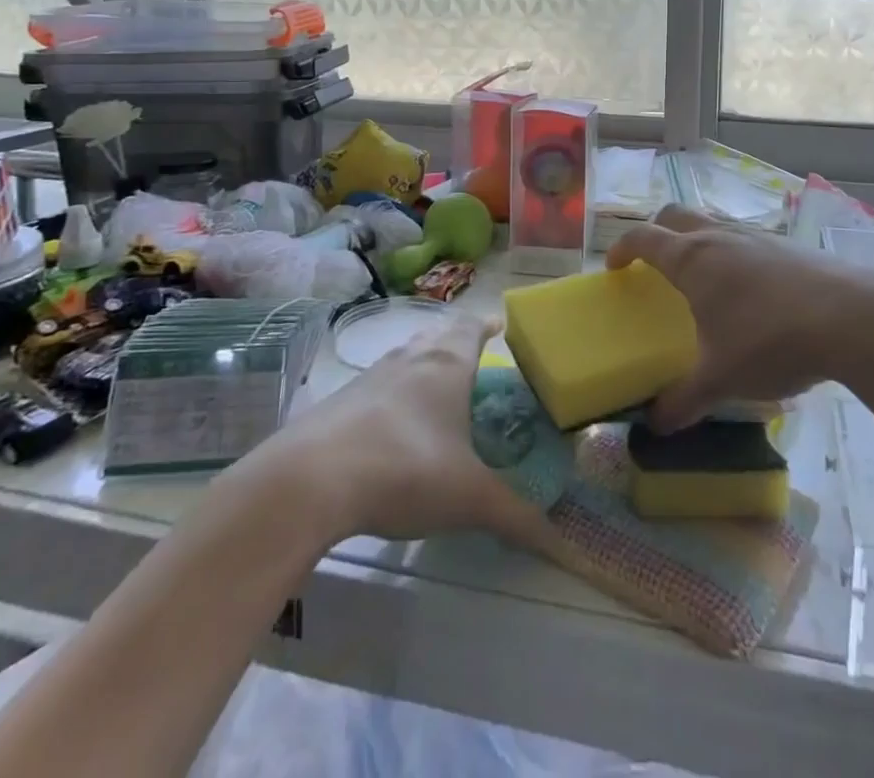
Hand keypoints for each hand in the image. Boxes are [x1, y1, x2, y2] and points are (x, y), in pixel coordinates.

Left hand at [245, 315, 557, 551]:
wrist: (309, 480)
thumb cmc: (405, 470)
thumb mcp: (468, 499)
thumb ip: (517, 518)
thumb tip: (565, 547)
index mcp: (447, 365)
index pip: (472, 328)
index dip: (488, 326)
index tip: (500, 327)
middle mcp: (410, 358)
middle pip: (438, 335)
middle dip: (457, 342)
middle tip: (475, 362)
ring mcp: (370, 377)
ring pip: (406, 357)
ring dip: (423, 366)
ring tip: (437, 390)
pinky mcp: (339, 402)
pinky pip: (377, 386)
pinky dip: (392, 395)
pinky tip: (392, 427)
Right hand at [608, 206, 873, 432]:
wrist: (852, 318)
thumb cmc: (770, 340)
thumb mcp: (721, 378)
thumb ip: (683, 401)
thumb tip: (654, 426)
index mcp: (692, 259)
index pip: (642, 237)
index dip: (622, 248)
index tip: (613, 267)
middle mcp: (719, 237)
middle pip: (675, 216)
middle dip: (656, 233)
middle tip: (653, 263)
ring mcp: (757, 236)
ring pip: (714, 222)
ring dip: (698, 239)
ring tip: (703, 278)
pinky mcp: (789, 246)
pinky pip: (747, 239)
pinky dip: (734, 253)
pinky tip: (752, 292)